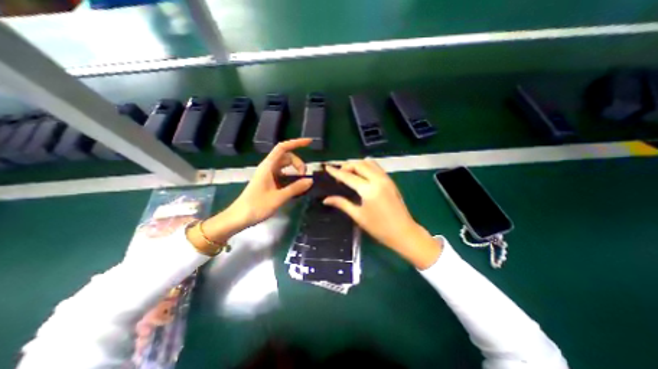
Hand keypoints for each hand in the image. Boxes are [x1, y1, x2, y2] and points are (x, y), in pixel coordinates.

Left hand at [190, 139, 312, 247]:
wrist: (239, 217)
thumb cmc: (256, 206)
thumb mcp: (278, 197)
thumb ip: (295, 188)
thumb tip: (310, 180)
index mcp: (268, 166)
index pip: (282, 148)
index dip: (296, 143)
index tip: (309, 142)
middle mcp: (268, 168)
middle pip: (286, 157)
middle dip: (298, 163)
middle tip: (305, 176)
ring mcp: (268, 175)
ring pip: (285, 166)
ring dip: (295, 170)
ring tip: (302, 181)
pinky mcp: (269, 182)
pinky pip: (283, 174)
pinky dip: (291, 177)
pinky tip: (295, 186)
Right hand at [323, 160, 441, 269]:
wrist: (404, 232)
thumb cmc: (379, 228)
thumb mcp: (358, 216)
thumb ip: (342, 204)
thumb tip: (326, 199)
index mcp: (368, 190)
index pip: (348, 176)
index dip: (336, 172)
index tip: (327, 167)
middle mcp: (378, 180)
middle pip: (359, 164)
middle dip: (347, 165)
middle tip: (338, 173)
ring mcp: (386, 179)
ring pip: (369, 163)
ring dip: (357, 164)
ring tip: (349, 172)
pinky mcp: (390, 181)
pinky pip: (376, 167)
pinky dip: (366, 166)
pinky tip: (362, 174)